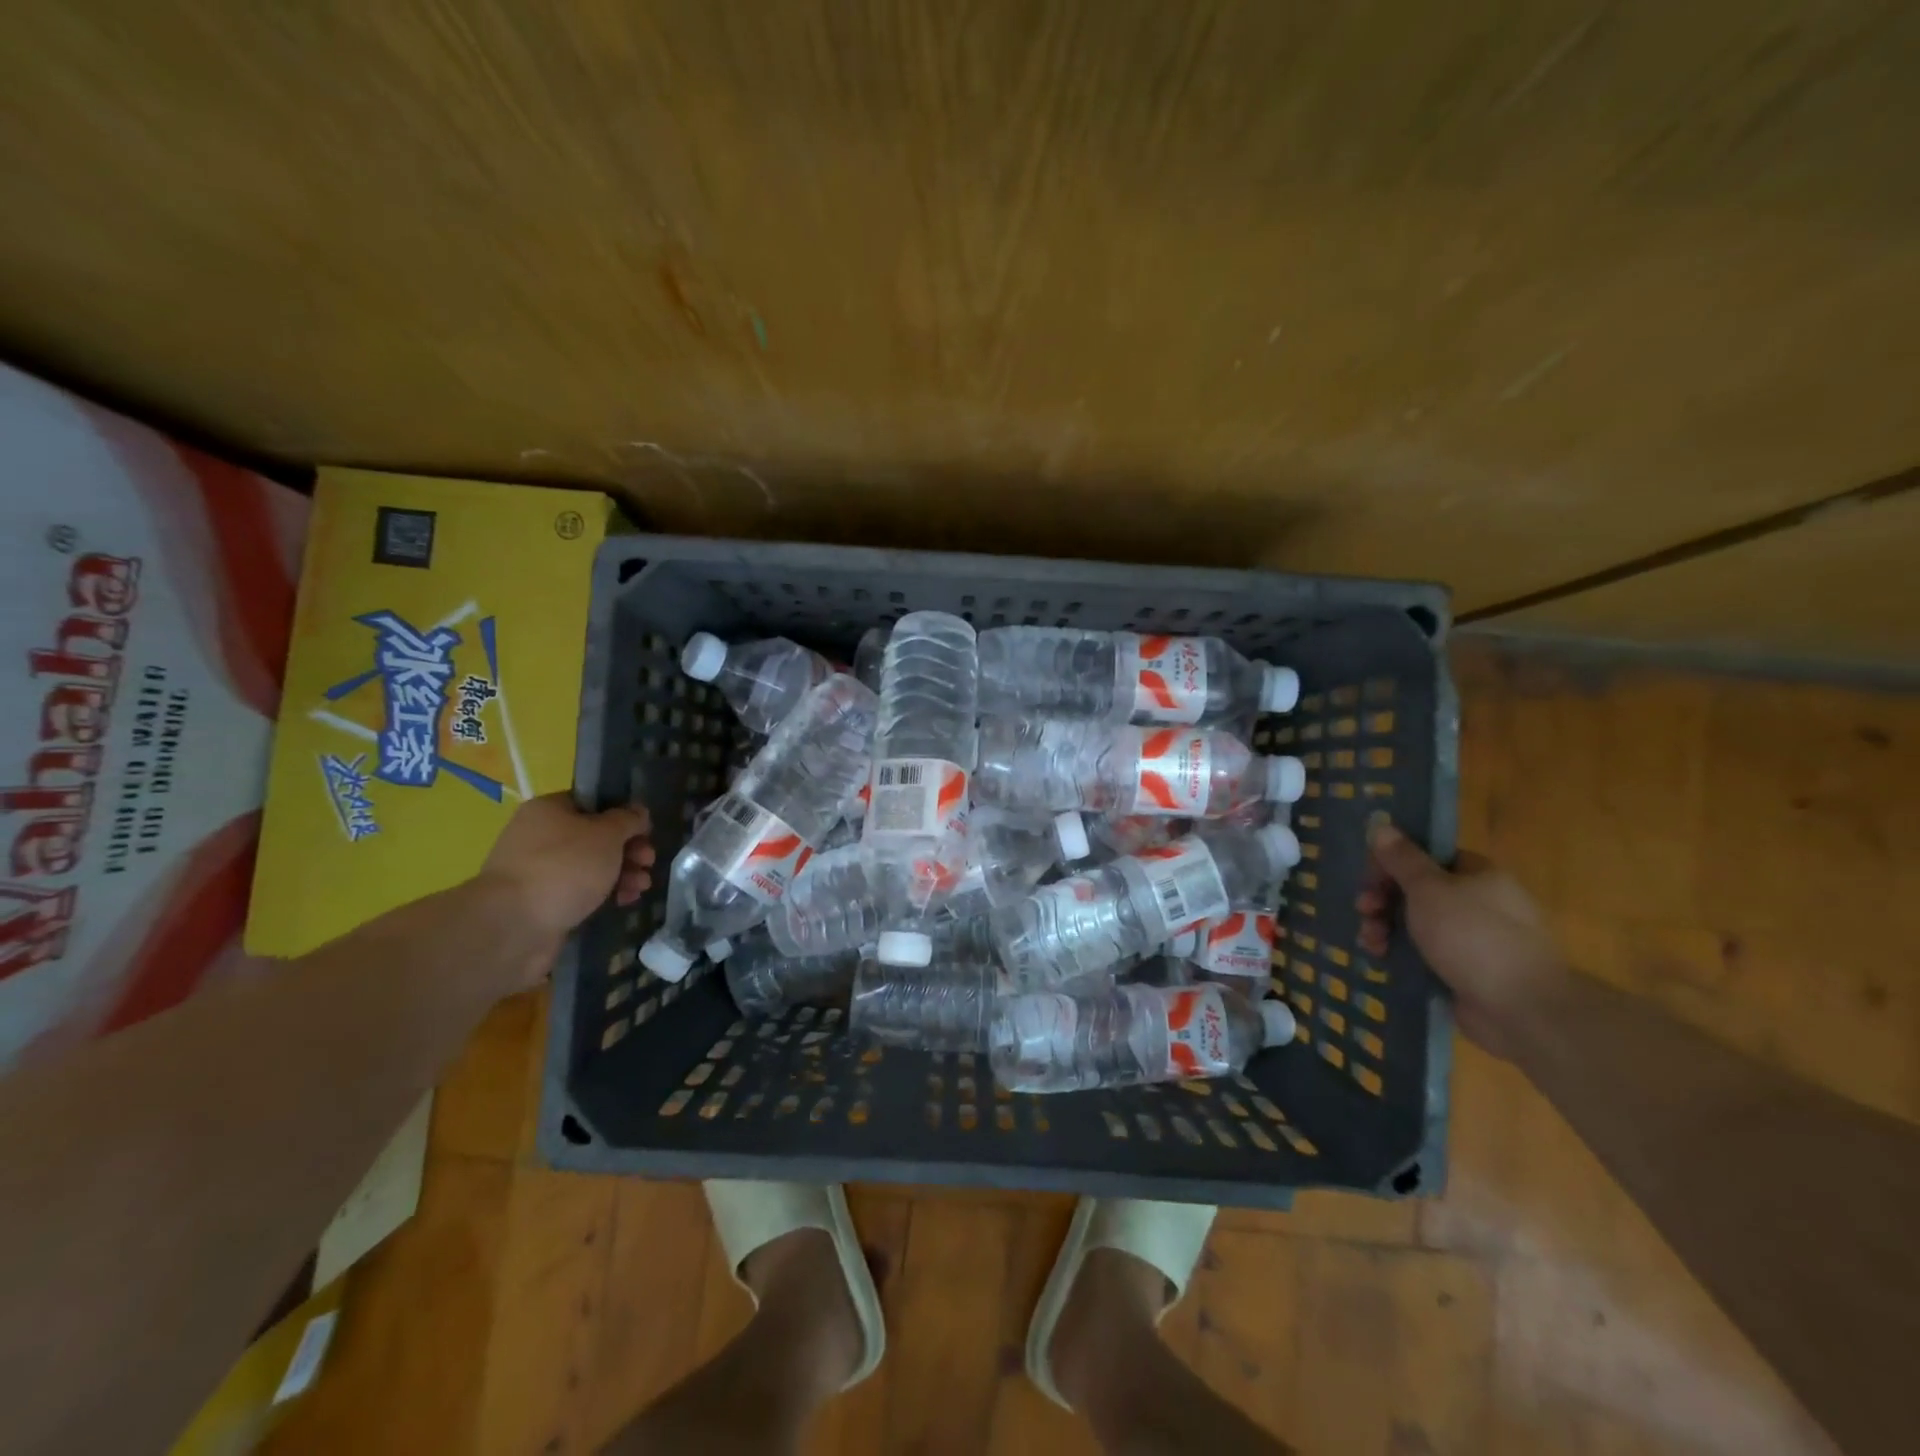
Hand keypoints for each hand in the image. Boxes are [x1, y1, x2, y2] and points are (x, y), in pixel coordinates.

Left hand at [480, 795, 654, 978]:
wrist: (513, 926)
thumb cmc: (564, 868)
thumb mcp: (607, 834)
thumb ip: (628, 820)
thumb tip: (638, 813)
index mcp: (550, 810)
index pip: (594, 803)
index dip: (624, 815)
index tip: (646, 832)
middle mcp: (540, 836)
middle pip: (596, 836)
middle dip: (628, 850)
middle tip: (648, 862)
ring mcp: (539, 871)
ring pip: (591, 866)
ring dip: (622, 873)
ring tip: (642, 887)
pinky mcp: (543, 902)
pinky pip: (581, 891)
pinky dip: (605, 893)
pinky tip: (625, 901)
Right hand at [1357, 823, 1565, 1058]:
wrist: (1522, 1009)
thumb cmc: (1473, 936)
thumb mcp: (1429, 889)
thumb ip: (1402, 858)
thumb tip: (1381, 823)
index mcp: (1478, 875)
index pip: (1426, 856)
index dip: (1392, 863)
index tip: (1368, 878)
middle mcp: (1477, 902)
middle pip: (1416, 889)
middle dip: (1382, 898)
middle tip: (1363, 910)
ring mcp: (1472, 939)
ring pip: (1415, 922)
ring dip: (1384, 927)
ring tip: (1371, 942)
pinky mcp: (1463, 970)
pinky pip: (1422, 952)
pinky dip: (1399, 952)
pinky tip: (1382, 958)